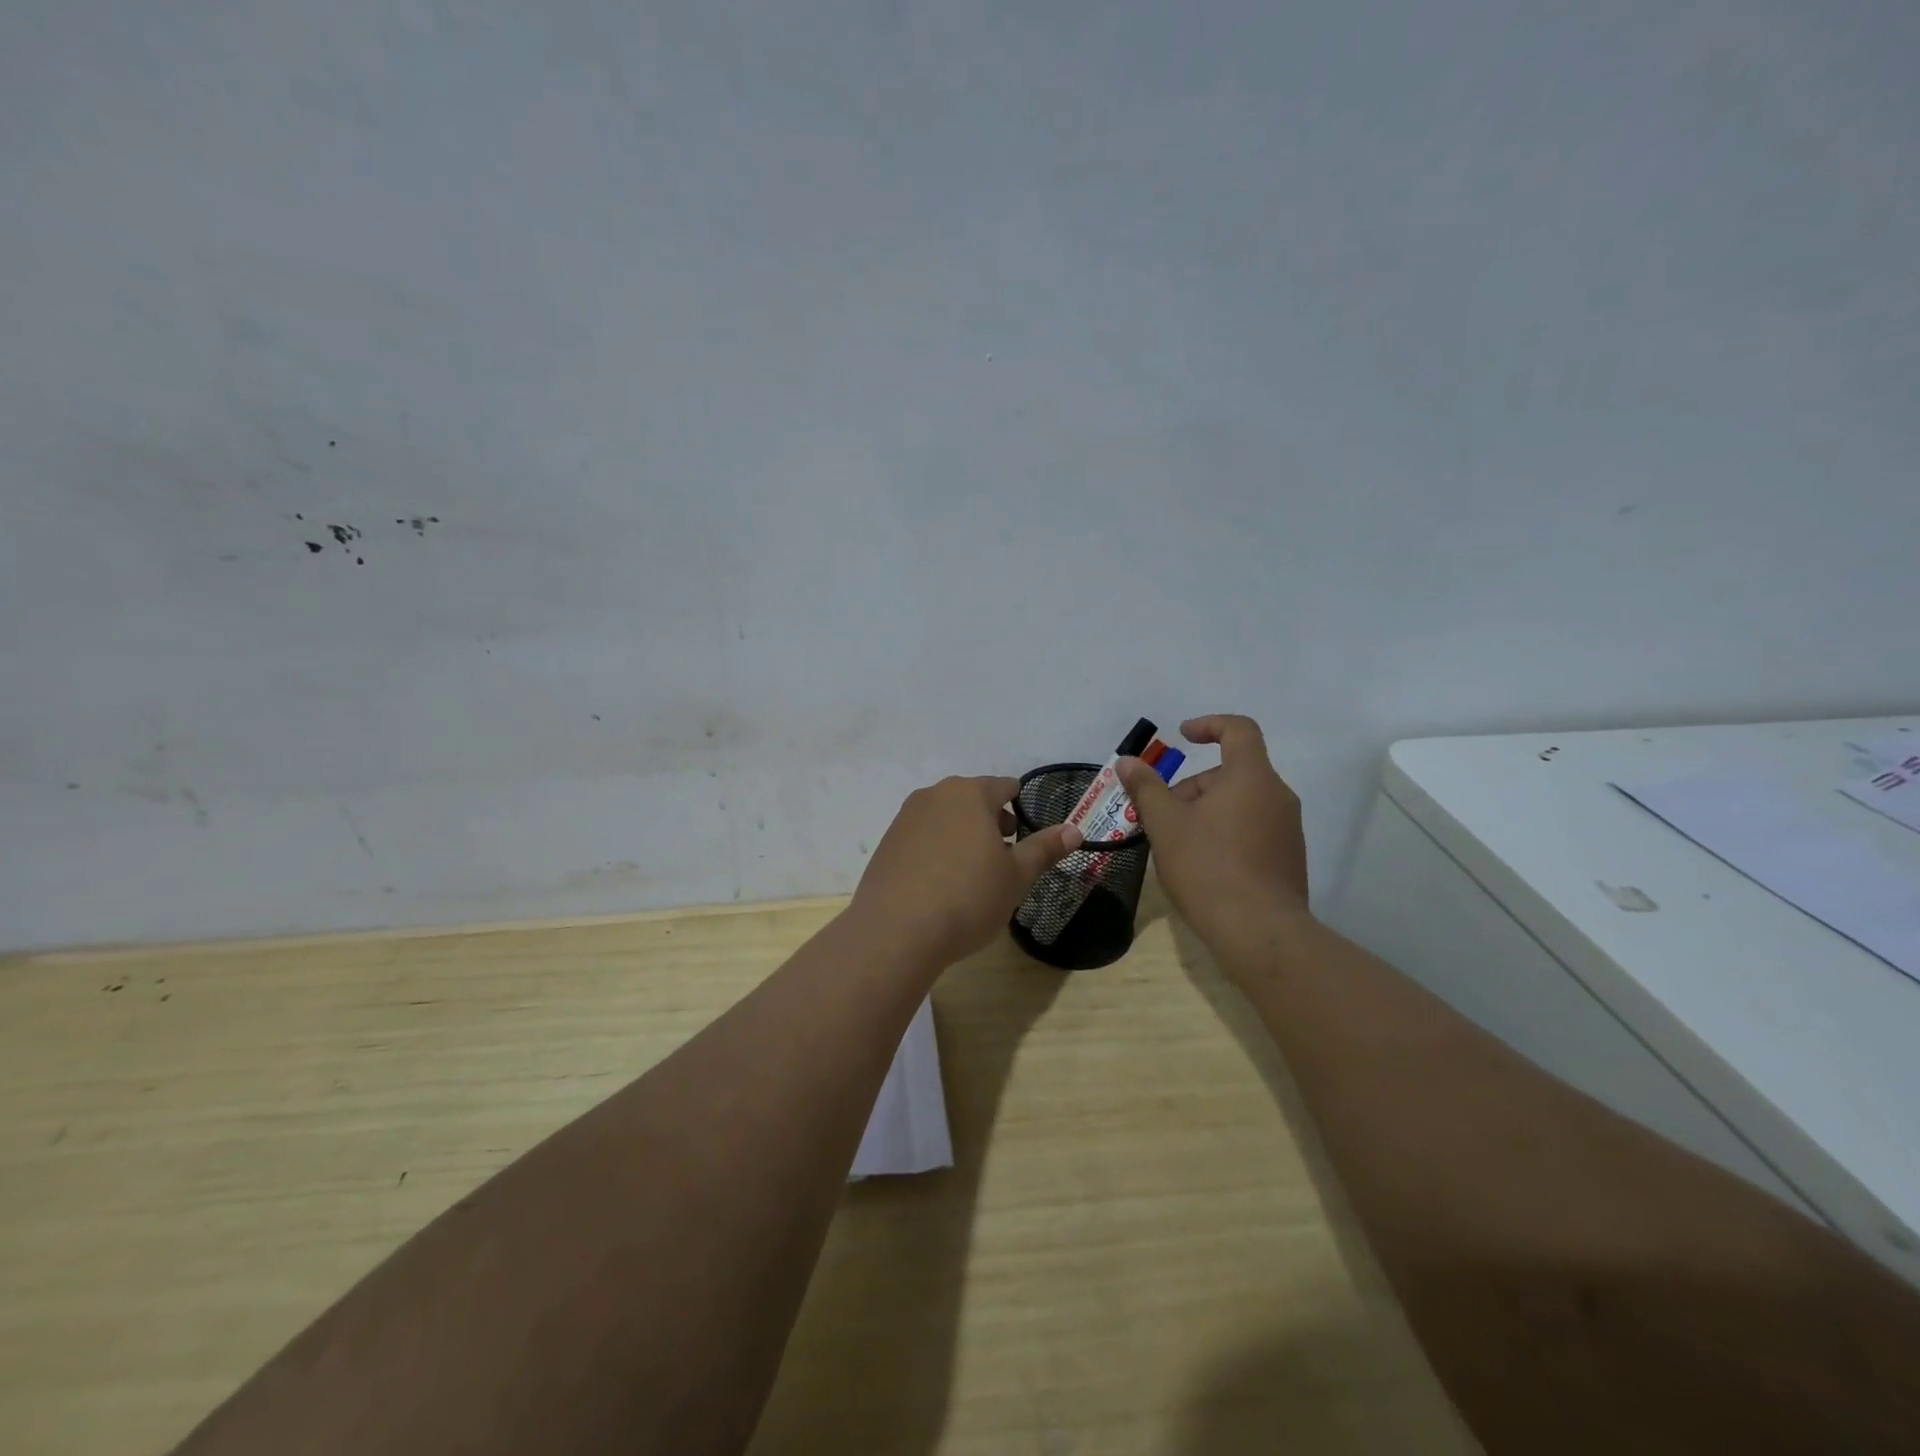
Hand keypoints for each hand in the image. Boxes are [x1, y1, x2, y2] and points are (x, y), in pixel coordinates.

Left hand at [850, 776, 1082, 970]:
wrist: (896, 931)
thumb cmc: (968, 897)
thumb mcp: (1016, 876)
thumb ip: (1044, 849)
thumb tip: (1074, 830)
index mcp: (970, 794)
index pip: (1004, 787)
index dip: (1019, 806)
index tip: (1026, 831)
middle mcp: (935, 795)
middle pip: (972, 799)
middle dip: (991, 821)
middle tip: (1006, 854)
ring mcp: (906, 818)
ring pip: (945, 817)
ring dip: (963, 835)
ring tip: (974, 872)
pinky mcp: (887, 843)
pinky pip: (922, 837)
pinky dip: (937, 849)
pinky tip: (942, 883)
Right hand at [1116, 715, 1310, 951]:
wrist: (1260, 933)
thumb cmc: (1208, 868)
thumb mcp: (1165, 824)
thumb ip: (1146, 788)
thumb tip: (1128, 761)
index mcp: (1251, 778)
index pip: (1239, 729)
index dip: (1209, 725)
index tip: (1182, 737)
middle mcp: (1278, 796)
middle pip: (1233, 772)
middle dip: (1194, 786)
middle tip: (1162, 815)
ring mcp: (1288, 829)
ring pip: (1241, 802)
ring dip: (1207, 811)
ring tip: (1177, 844)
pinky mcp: (1288, 858)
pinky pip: (1253, 828)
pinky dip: (1225, 832)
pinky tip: (1202, 865)